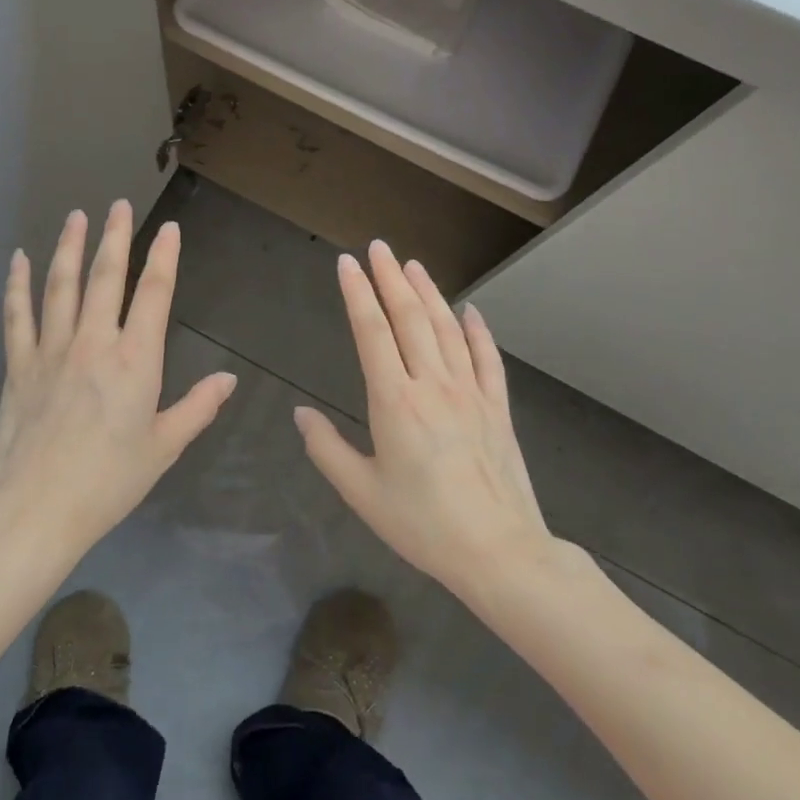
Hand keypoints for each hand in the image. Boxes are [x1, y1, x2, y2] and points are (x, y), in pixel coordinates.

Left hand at [0, 201, 236, 556]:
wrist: (36, 509)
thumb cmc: (108, 482)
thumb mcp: (164, 448)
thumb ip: (198, 408)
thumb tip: (228, 379)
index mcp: (135, 360)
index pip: (155, 294)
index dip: (164, 257)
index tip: (168, 229)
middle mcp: (94, 342)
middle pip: (107, 277)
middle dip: (116, 236)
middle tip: (119, 204)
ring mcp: (52, 349)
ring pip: (62, 285)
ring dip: (70, 247)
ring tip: (76, 216)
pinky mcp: (19, 364)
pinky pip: (17, 314)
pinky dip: (18, 284)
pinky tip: (19, 259)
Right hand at [294, 241, 555, 599]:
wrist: (498, 551)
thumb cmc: (422, 524)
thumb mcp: (361, 492)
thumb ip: (326, 449)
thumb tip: (301, 414)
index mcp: (394, 401)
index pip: (371, 332)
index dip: (357, 294)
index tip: (347, 264)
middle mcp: (432, 385)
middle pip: (409, 318)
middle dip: (390, 279)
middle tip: (378, 247)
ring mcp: (470, 393)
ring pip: (446, 329)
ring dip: (428, 293)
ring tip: (413, 265)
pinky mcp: (497, 407)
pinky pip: (486, 358)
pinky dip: (477, 331)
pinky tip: (471, 311)